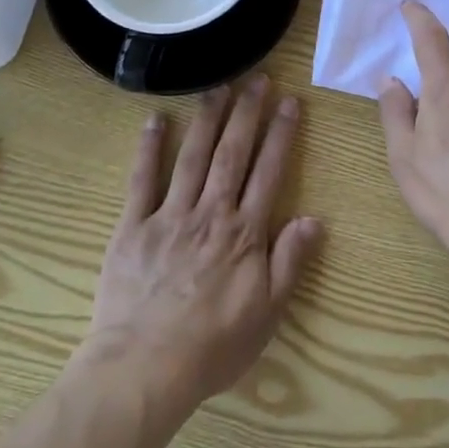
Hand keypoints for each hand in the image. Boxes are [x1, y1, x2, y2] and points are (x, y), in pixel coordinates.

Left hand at [83, 76, 322, 417]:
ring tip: (218, 86)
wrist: (144, 368)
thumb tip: (314, 218)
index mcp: (244, 232)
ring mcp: (170, 215)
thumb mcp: (267, 313)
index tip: (289, 102)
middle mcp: (210, 212)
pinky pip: (141, 180)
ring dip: (207, 118)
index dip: (281, 134)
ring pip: (193, 156)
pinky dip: (149, 148)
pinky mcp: (133, 226)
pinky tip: (155, 119)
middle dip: (247, 113)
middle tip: (257, 79)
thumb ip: (290, 262)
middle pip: (232, 153)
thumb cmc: (213, 346)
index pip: (269, 172)